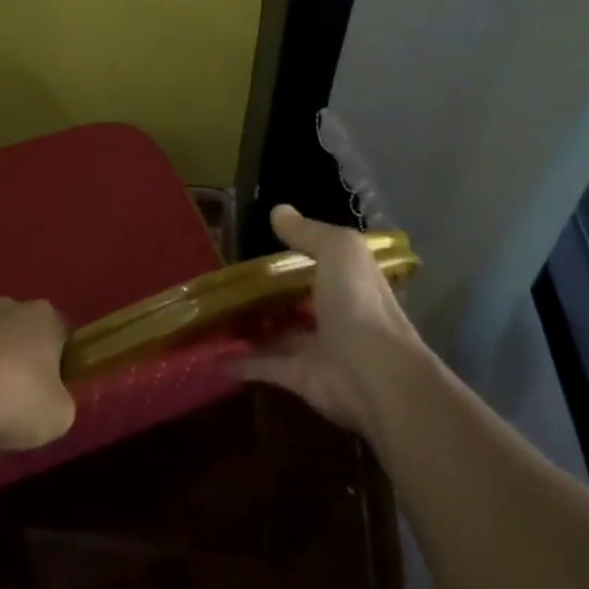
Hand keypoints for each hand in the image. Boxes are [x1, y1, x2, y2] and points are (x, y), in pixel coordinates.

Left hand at [0, 297, 75, 451]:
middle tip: (24, 393)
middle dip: (23, 355)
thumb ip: (61, 401)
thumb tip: (52, 402)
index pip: (62, 332)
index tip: (57, 387)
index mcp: (43, 318)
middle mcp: (6, 310)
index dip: (62, 360)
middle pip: (22, 330)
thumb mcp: (59, 414)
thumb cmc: (17, 399)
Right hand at [232, 205, 422, 433]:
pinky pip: (266, 366)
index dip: (295, 255)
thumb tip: (278, 210)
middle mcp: (336, 313)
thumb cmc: (358, 302)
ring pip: (280, 334)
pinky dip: (242, 363)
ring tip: (216, 315)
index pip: (322, 263)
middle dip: (269, 294)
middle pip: (298, 300)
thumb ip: (308, 232)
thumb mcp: (337, 250)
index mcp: (349, 281)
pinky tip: (214, 357)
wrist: (374, 374)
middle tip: (230, 283)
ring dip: (253, 327)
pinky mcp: (301, 378)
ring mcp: (319, 348)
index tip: (260, 246)